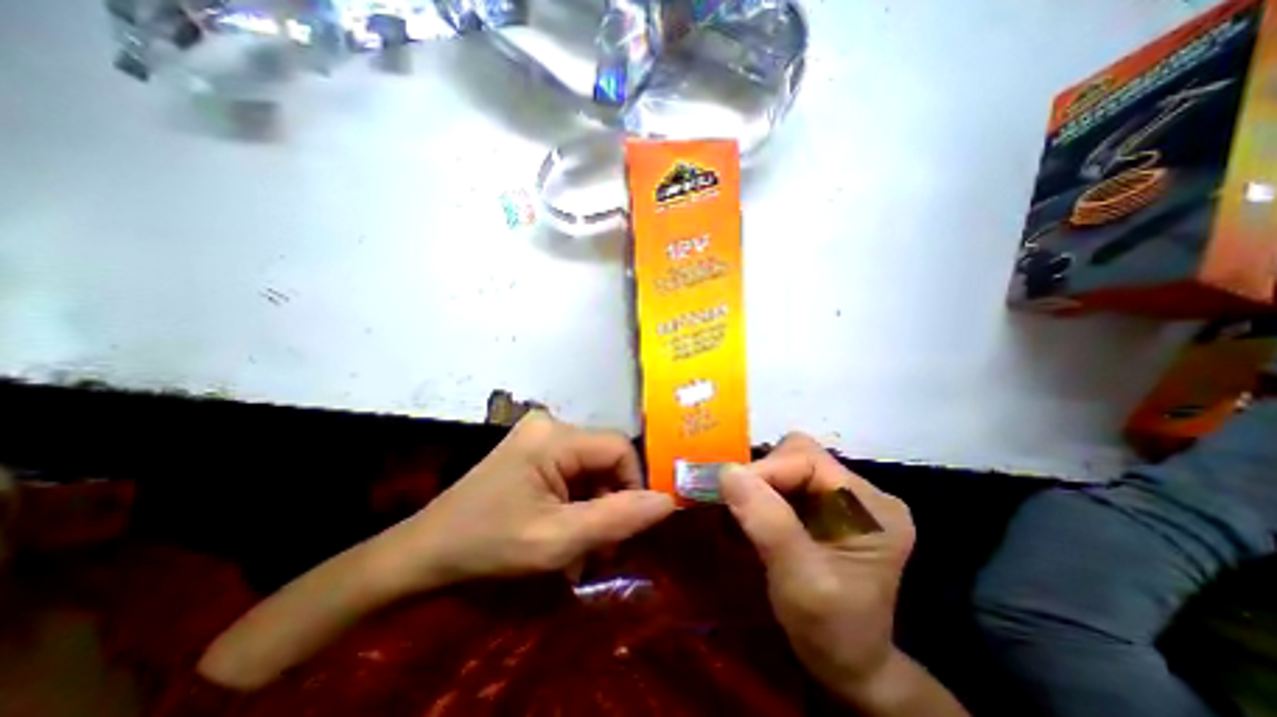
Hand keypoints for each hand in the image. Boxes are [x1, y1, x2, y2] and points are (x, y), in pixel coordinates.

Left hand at [375, 409, 676, 593]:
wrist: (423, 553)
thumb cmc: (488, 545)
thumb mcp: (558, 540)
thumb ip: (617, 519)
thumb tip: (669, 500)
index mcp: (555, 436)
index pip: (620, 448)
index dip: (633, 485)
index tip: (627, 528)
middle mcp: (551, 424)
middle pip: (604, 459)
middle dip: (610, 504)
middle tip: (601, 549)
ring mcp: (540, 436)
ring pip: (591, 468)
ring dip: (593, 508)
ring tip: (581, 550)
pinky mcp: (533, 450)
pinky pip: (572, 471)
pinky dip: (576, 503)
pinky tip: (565, 532)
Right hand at [718, 434, 918, 708]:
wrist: (848, 667)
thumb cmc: (831, 632)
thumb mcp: (800, 582)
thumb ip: (768, 523)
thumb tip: (727, 471)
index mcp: (872, 508)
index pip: (809, 460)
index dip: (766, 470)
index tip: (730, 493)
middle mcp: (863, 493)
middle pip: (799, 455)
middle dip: (763, 475)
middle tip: (738, 505)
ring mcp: (845, 498)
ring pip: (789, 464)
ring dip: (761, 483)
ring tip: (744, 512)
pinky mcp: (827, 506)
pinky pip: (787, 482)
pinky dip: (764, 492)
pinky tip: (754, 515)